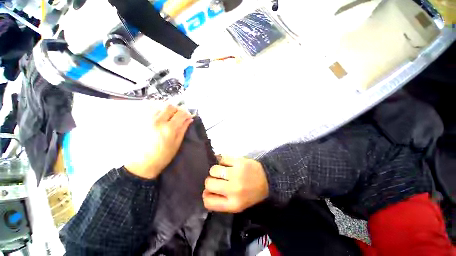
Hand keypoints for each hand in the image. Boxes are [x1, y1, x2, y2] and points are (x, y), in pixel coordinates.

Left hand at [125, 104, 192, 178]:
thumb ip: (183, 129)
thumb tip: (189, 119)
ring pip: (158, 105)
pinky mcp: (138, 121)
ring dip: (166, 109)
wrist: (141, 164)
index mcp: (169, 128)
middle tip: (178, 115)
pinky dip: (155, 109)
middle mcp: (157, 121)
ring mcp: (146, 120)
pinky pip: (147, 108)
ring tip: (168, 115)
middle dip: (177, 109)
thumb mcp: (176, 144)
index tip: (188, 116)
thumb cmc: (162, 156)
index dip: (186, 113)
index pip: (181, 113)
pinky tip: (157, 115)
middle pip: (169, 106)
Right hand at [203, 156, 268, 212]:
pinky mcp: (239, 162)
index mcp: (233, 204)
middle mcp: (233, 189)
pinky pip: (222, 159)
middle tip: (218, 179)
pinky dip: (222, 161)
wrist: (267, 180)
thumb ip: (221, 201)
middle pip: (209, 183)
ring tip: (222, 170)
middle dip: (211, 180)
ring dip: (216, 170)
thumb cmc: (251, 193)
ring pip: (214, 169)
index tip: (209, 191)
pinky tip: (227, 163)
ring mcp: (236, 174)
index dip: (206, 195)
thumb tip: (206, 192)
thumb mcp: (238, 205)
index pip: (209, 201)